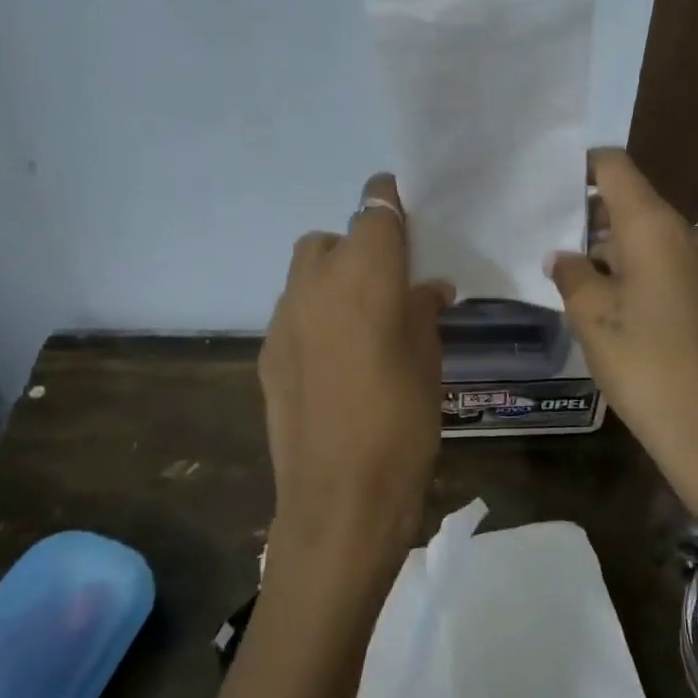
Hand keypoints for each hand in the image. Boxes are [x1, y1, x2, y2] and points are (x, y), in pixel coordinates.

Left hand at [259, 173, 451, 591]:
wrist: (341, 497)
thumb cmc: (403, 423)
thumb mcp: (429, 361)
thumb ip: (423, 311)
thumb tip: (427, 288)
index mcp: (365, 275)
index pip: (373, 210)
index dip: (387, 201)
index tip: (401, 207)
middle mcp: (316, 283)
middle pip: (332, 239)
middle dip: (357, 247)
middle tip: (388, 283)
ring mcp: (283, 318)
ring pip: (306, 274)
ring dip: (333, 280)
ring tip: (361, 322)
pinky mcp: (267, 352)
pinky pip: (293, 314)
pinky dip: (315, 316)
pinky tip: (335, 359)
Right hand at [546, 149, 697, 524]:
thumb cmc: (646, 363)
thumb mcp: (592, 316)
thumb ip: (571, 275)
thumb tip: (564, 255)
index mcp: (654, 226)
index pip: (615, 167)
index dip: (581, 166)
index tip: (547, 183)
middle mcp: (685, 235)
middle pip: (631, 202)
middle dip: (588, 215)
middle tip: (545, 235)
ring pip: (647, 239)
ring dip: (609, 248)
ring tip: (568, 272)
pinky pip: (664, 267)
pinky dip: (633, 272)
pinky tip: (607, 303)